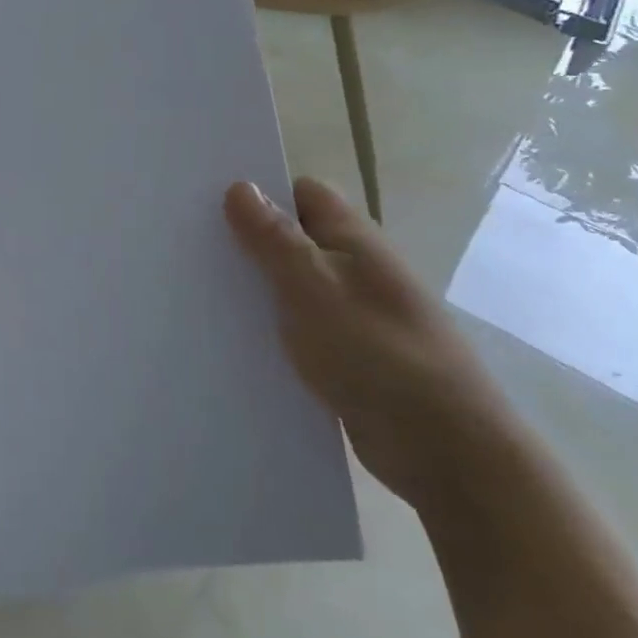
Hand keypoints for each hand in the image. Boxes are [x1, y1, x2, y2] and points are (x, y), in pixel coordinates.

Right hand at [224, 178, 518, 507]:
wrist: (445, 451)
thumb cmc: (376, 353)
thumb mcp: (313, 287)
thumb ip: (274, 239)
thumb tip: (240, 186)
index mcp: (353, 240)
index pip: (302, 193)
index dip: (260, 193)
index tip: (209, 205)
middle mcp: (356, 269)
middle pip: (294, 239)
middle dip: (248, 242)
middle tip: (191, 249)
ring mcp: (354, 315)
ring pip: (293, 287)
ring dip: (256, 289)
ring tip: (197, 294)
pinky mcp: (349, 357)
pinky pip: (301, 329)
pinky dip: (272, 330)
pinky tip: (233, 342)